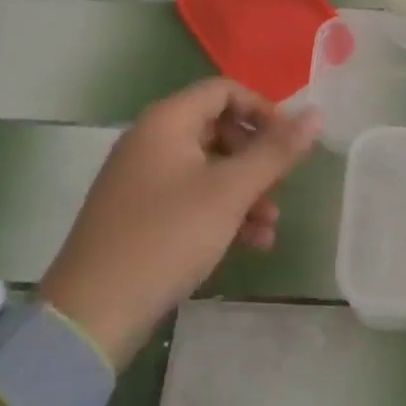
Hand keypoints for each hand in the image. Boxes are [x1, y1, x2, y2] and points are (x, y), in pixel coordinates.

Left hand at [37, 79, 319, 364]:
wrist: (90, 315)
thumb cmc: (166, 238)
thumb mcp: (229, 193)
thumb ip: (275, 152)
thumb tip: (316, 114)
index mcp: (167, 121)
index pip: (224, 90)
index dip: (262, 109)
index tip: (289, 141)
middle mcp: (150, 140)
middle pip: (217, 128)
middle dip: (256, 157)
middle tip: (281, 184)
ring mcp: (140, 178)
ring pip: (207, 168)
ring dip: (244, 190)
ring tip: (271, 225)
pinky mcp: (137, 214)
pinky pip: (189, 196)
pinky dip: (220, 211)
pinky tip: (250, 244)